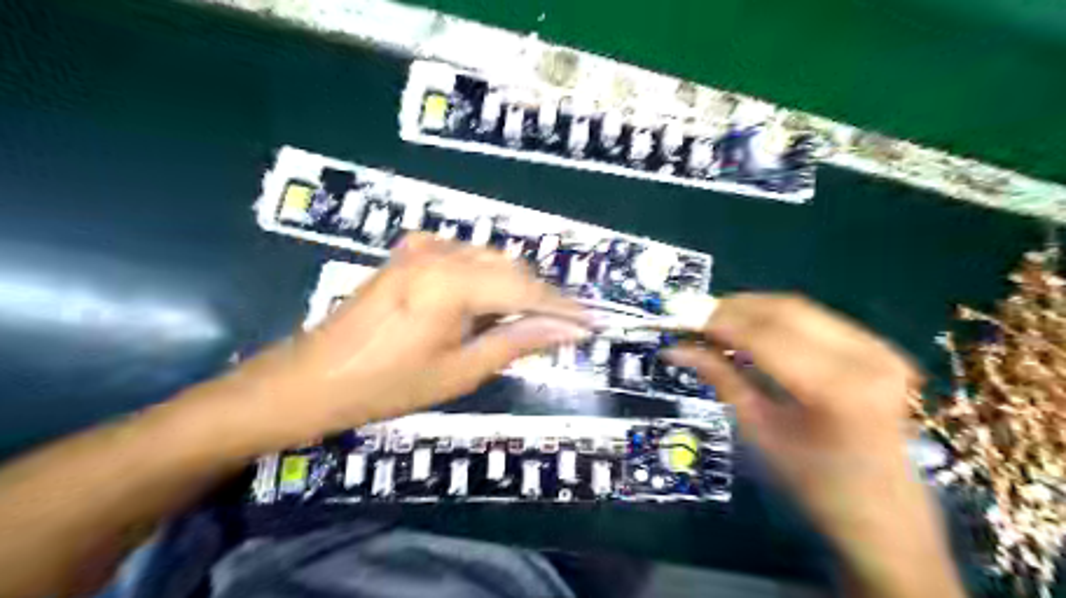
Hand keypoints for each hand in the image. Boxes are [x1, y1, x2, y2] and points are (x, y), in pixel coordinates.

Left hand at [208, 235, 592, 450]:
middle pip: (512, 268)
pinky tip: (494, 302)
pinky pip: (466, 257)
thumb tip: (566, 332)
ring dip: (517, 286)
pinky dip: (490, 277)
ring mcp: (422, 247)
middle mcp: (440, 253)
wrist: (312, 377)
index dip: (562, 308)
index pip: (526, 289)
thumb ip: (516, 342)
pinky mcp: (410, 252)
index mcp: (451, 283)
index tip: (592, 323)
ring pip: (491, 259)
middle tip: (566, 326)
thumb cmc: (386, 385)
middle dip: (543, 296)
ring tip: (535, 319)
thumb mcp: (460, 371)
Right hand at [665, 294, 962, 596]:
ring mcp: (878, 348)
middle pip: (785, 310)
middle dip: (733, 309)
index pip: (765, 337)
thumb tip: (676, 349)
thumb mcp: (760, 431)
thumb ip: (722, 379)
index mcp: (838, 390)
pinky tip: (750, 330)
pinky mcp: (878, 346)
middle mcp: (866, 357)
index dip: (719, 323)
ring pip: (799, 308)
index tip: (681, 320)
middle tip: (694, 318)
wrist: (885, 510)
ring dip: (752, 309)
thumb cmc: (815, 484)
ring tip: (716, 322)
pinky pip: (814, 319)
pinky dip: (775, 319)